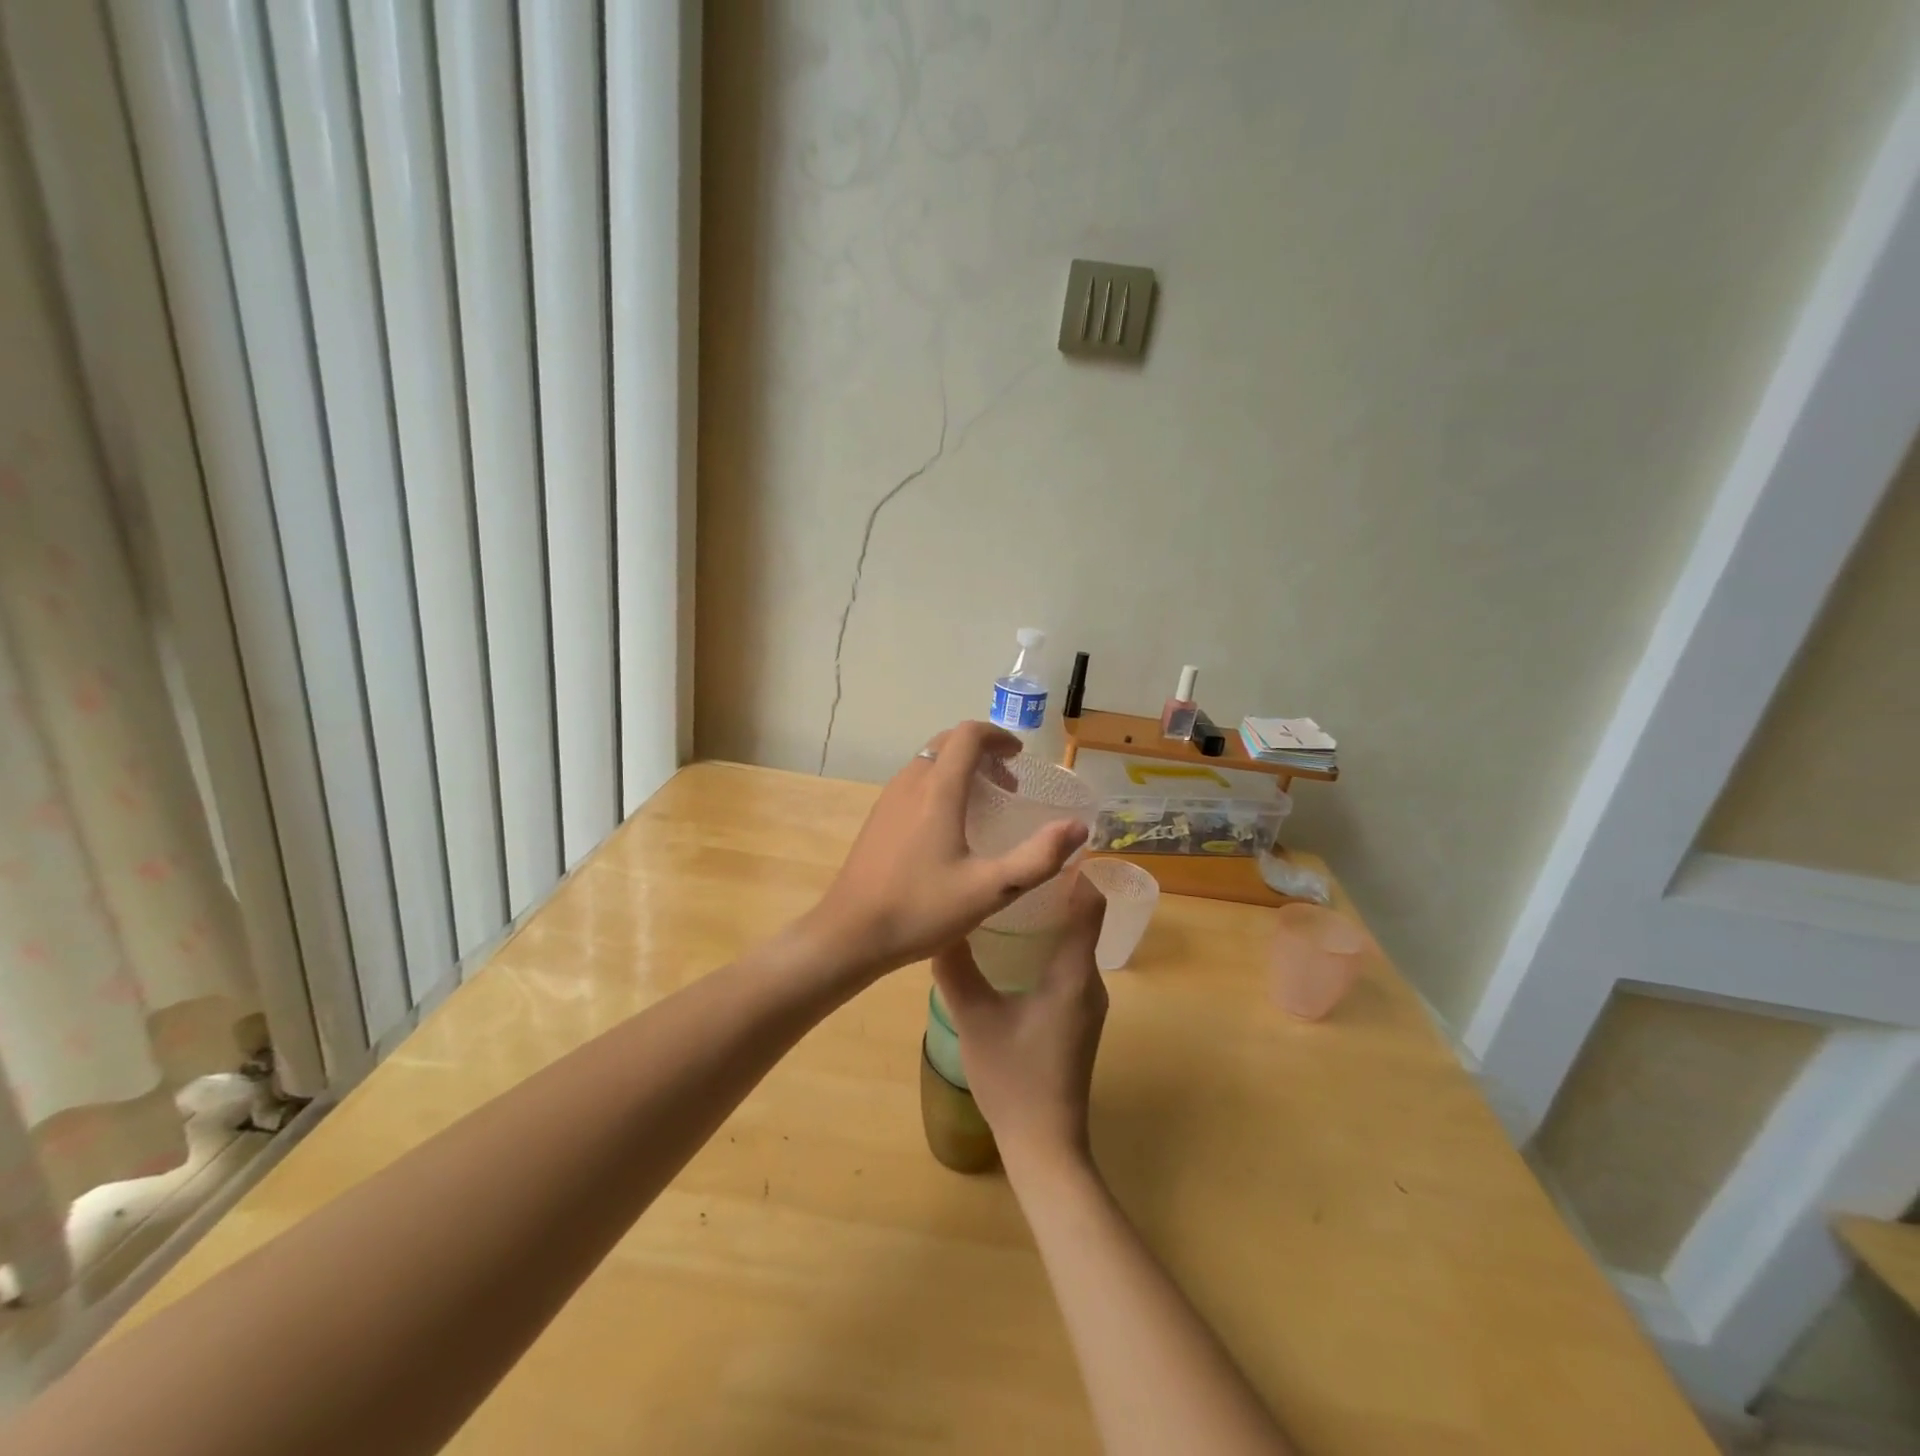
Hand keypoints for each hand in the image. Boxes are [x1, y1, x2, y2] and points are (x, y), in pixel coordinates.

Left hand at [807, 722, 1088, 977]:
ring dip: (960, 767)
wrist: (850, 934)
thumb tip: (1077, 828)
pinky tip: (949, 826)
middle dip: (982, 751)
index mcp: (938, 790)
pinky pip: (914, 781)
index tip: (1019, 758)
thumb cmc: (921, 910)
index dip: (998, 736)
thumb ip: (1038, 858)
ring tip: (984, 804)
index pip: (968, 735)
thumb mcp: (990, 890)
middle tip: (1008, 783)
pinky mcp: (878, 817)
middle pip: (947, 742)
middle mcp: (911, 782)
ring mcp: (889, 798)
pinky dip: (940, 783)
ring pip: (929, 761)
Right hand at [930, 876, 1108, 1170]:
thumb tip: (939, 927)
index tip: (1046, 847)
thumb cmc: (1014, 1078)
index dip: (1076, 872)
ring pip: (1074, 945)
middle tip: (1011, 868)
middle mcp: (1090, 982)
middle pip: (1082, 920)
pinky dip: (1047, 948)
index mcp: (1074, 974)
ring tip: (1006, 901)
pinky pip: (1069, 967)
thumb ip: (957, 970)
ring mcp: (1088, 1004)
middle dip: (1052, 891)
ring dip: (1048, 921)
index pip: (1090, 905)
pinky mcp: (1078, 1020)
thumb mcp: (975, 1019)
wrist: (1045, 1146)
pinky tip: (1012, 951)